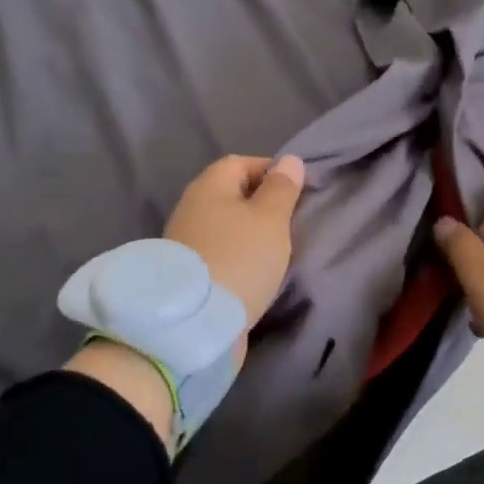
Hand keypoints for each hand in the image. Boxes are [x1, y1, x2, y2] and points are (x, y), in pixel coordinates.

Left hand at [164, 154, 306, 347]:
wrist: (196, 322)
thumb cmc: (239, 258)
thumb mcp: (270, 219)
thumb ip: (282, 189)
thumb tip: (289, 160)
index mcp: (209, 187)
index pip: (241, 163)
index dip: (270, 171)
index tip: (297, 191)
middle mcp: (192, 208)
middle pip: (231, 195)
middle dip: (261, 204)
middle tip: (291, 221)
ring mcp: (186, 242)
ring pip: (226, 226)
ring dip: (250, 233)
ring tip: (277, 248)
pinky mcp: (189, 273)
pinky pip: (220, 252)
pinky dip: (239, 256)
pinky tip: (256, 271)